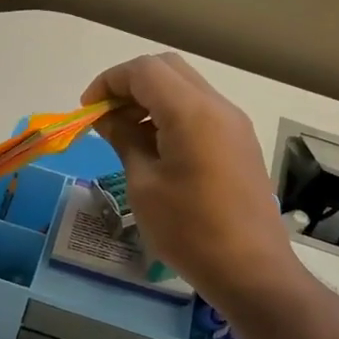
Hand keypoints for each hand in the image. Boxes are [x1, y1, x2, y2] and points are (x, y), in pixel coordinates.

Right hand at [84, 53, 299, 311]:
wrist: (250, 269)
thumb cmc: (189, 230)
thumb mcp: (144, 185)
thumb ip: (124, 140)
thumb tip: (107, 118)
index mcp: (191, 112)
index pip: (144, 71)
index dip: (109, 82)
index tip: (87, 110)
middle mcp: (217, 106)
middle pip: (167, 69)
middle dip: (130, 84)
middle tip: (105, 117)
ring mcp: (233, 124)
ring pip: (185, 88)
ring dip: (151, 99)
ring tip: (124, 134)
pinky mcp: (239, 143)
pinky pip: (200, 111)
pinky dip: (171, 115)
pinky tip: (154, 148)